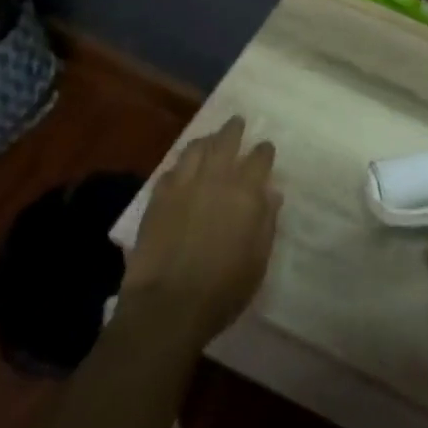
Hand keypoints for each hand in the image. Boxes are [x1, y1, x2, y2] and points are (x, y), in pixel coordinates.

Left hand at [123, 117, 280, 354]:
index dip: (264, 151)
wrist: (167, 306)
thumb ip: (266, 222)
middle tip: (237, 122)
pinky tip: (182, 169)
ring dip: (206, 141)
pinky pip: (171, 170)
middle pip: (225, 141)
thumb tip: (270, 194)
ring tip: (210, 140)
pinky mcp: (157, 199)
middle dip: (233, 130)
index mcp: (245, 193)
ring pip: (194, 149)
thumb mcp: (258, 260)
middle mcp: (214, 179)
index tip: (266, 148)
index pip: (259, 158)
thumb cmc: (223, 289)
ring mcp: (182, 186)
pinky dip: (181, 164)